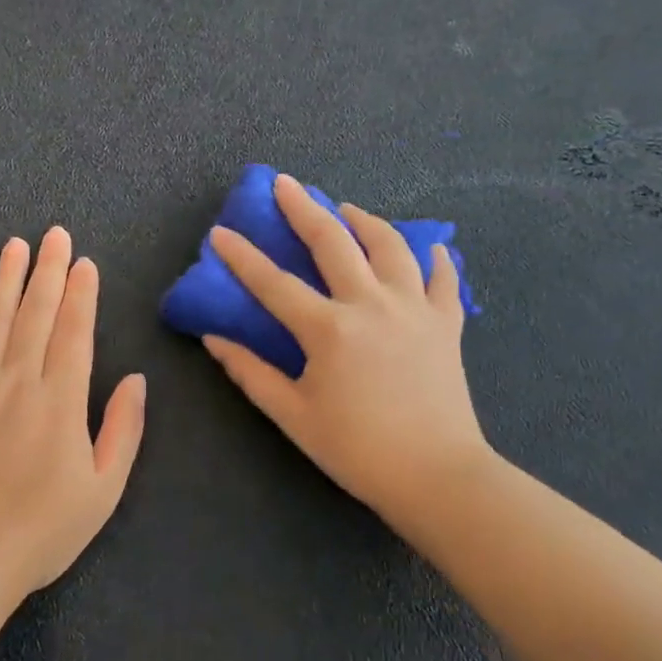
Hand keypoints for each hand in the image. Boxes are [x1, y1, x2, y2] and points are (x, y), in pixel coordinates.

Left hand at [0, 228, 146, 608]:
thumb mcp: (103, 490)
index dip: (82, 294)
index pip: (74, 332)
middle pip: (36, 315)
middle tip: (54, 234)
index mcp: (60, 400)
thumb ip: (123, 430)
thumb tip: (137, 379)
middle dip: (49, 271)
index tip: (85, 262)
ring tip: (12, 248)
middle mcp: (17, 383)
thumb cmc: (41, 532)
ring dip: (3, 283)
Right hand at [202, 174, 489, 521]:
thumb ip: (251, 373)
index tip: (220, 232)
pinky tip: (428, 249)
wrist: (438, 477)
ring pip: (390, 246)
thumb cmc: (358, 450)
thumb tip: (214, 338)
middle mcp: (371, 304)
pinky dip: (434, 259)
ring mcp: (414, 308)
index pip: (274, 283)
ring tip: (347, 210)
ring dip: (364, 221)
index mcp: (329, 329)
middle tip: (286, 184)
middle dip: (303, 208)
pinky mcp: (446, 323)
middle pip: (333, 242)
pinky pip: (442, 279)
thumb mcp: (294, 416)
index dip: (242, 256)